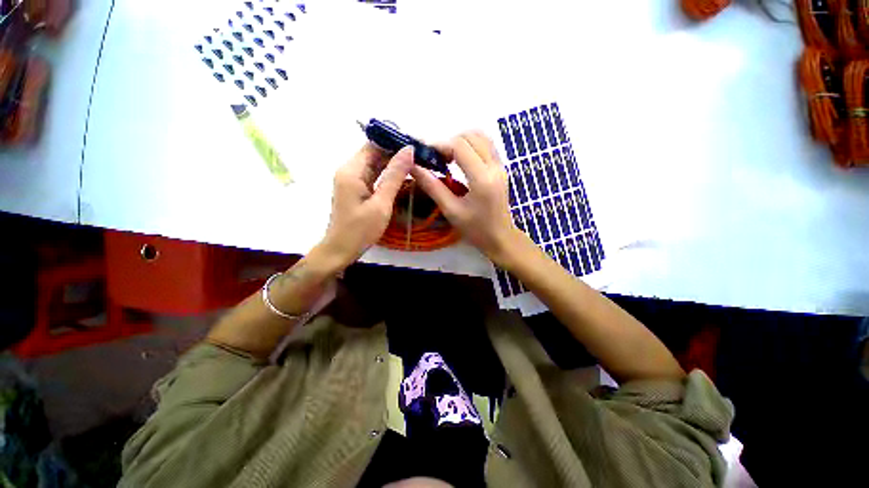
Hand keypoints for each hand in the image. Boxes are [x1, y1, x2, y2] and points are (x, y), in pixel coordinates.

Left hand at [321, 143, 412, 266]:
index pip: (374, 144)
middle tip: (420, 155)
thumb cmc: (360, 230)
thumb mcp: (381, 203)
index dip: (394, 142)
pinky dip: (387, 174)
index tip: (416, 145)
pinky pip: (373, 175)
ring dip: (393, 164)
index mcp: (352, 170)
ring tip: (416, 163)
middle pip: (374, 153)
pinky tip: (403, 176)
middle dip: (396, 153)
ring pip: (375, 164)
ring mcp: (351, 180)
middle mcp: (349, 170)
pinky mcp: (355, 189)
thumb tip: (408, 150)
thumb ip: (395, 176)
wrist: (341, 250)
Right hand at [410, 131, 526, 266]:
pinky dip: (471, 145)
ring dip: (461, 141)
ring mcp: (500, 166)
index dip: (440, 145)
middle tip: (436, 158)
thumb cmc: (475, 229)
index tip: (425, 154)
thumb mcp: (451, 210)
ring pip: (481, 137)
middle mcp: (494, 167)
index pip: (460, 146)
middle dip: (450, 141)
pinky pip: (486, 145)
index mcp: (482, 179)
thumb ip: (432, 187)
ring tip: (447, 158)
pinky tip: (460, 160)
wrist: (500, 238)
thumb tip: (413, 167)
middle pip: (471, 136)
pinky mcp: (501, 168)